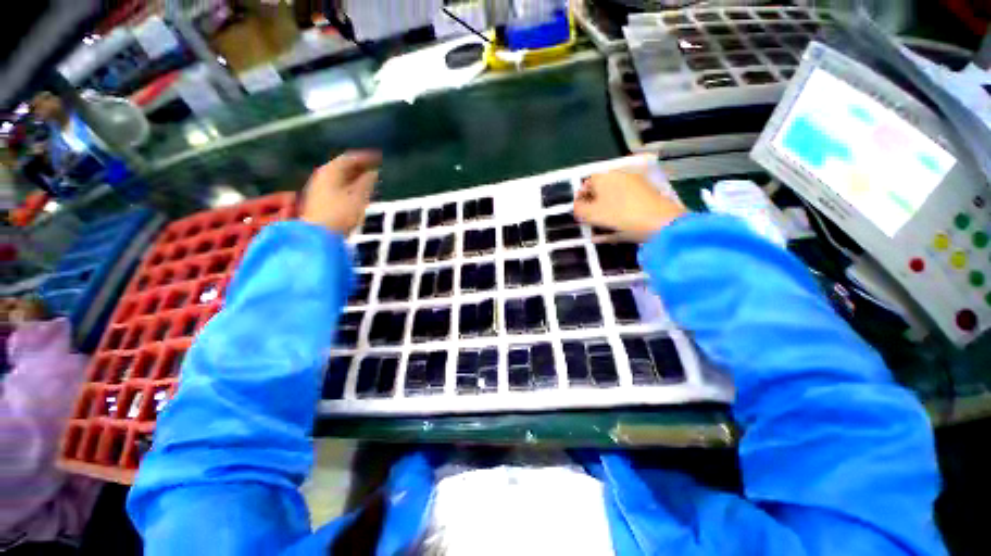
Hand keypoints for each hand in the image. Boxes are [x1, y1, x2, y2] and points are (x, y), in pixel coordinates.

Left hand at [300, 151, 380, 233]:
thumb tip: (374, 172)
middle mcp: (323, 176)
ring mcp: (319, 188)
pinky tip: (358, 192)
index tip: (378, 158)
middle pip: (343, 166)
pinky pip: (337, 186)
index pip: (349, 158)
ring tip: (370, 180)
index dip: (365, 157)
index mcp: (331, 171)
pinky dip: (350, 185)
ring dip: (355, 177)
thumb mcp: (359, 197)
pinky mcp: (320, 200)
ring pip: (340, 177)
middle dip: (360, 166)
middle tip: (375, 168)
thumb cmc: (341, 213)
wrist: (319, 235)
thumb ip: (367, 182)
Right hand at [573, 170, 686, 240]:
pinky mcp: (648, 195)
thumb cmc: (620, 216)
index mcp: (604, 177)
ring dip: (606, 212)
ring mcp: (636, 184)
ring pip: (614, 199)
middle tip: (590, 221)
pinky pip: (627, 204)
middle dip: (594, 206)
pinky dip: (620, 214)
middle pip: (601, 191)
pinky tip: (616, 231)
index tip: (579, 215)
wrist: (661, 222)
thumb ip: (579, 210)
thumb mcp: (592, 215)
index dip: (580, 200)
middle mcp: (620, 175)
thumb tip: (576, 207)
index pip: (586, 185)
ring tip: (602, 229)